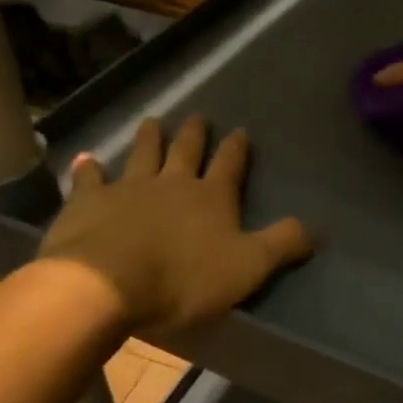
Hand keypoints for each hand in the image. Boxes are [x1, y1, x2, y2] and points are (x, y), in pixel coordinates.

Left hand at [38, 116, 312, 335]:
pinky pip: (89, 179)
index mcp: (212, 197)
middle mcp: (172, 183)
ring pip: (142, 155)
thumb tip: (315, 228)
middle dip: (195, 134)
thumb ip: (282, 245)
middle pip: (186, 151)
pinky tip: (86, 158)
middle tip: (197, 117)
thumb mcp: (248, 267)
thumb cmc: (183, 278)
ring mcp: (128, 189)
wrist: (105, 285)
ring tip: (153, 122)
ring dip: (149, 138)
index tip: (240, 131)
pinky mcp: (87, 203)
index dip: (237, 148)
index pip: (230, 164)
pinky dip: (89, 168)